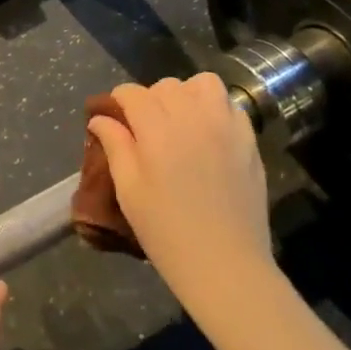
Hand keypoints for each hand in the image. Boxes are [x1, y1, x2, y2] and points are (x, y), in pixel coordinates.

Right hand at [86, 74, 273, 305]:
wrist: (225, 264)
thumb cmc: (167, 232)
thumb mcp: (129, 191)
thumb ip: (115, 146)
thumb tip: (101, 118)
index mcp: (157, 129)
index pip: (132, 93)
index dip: (118, 101)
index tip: (113, 119)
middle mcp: (193, 117)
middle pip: (166, 86)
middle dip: (150, 99)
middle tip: (145, 129)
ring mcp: (226, 126)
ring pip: (202, 84)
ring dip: (186, 95)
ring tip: (180, 122)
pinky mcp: (249, 140)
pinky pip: (230, 105)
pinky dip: (215, 109)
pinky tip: (208, 134)